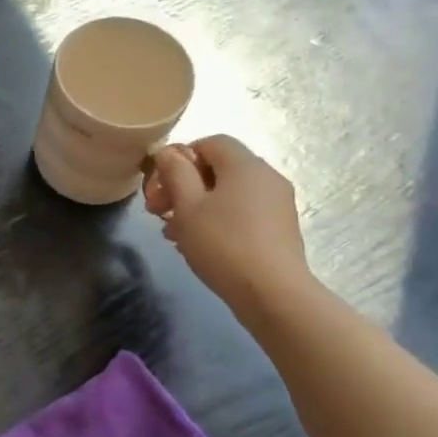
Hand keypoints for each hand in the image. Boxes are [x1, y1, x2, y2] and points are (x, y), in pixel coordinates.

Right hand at [145, 136, 313, 317]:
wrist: (272, 293)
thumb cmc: (223, 244)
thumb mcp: (187, 206)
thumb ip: (175, 173)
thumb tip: (167, 152)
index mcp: (245, 165)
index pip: (210, 142)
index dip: (180, 157)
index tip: (160, 185)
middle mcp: (266, 176)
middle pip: (217, 168)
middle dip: (183, 185)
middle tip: (158, 211)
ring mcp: (276, 203)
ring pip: (227, 193)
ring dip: (196, 205)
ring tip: (173, 231)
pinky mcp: (279, 228)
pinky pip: (241, 211)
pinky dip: (217, 219)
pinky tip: (198, 244)